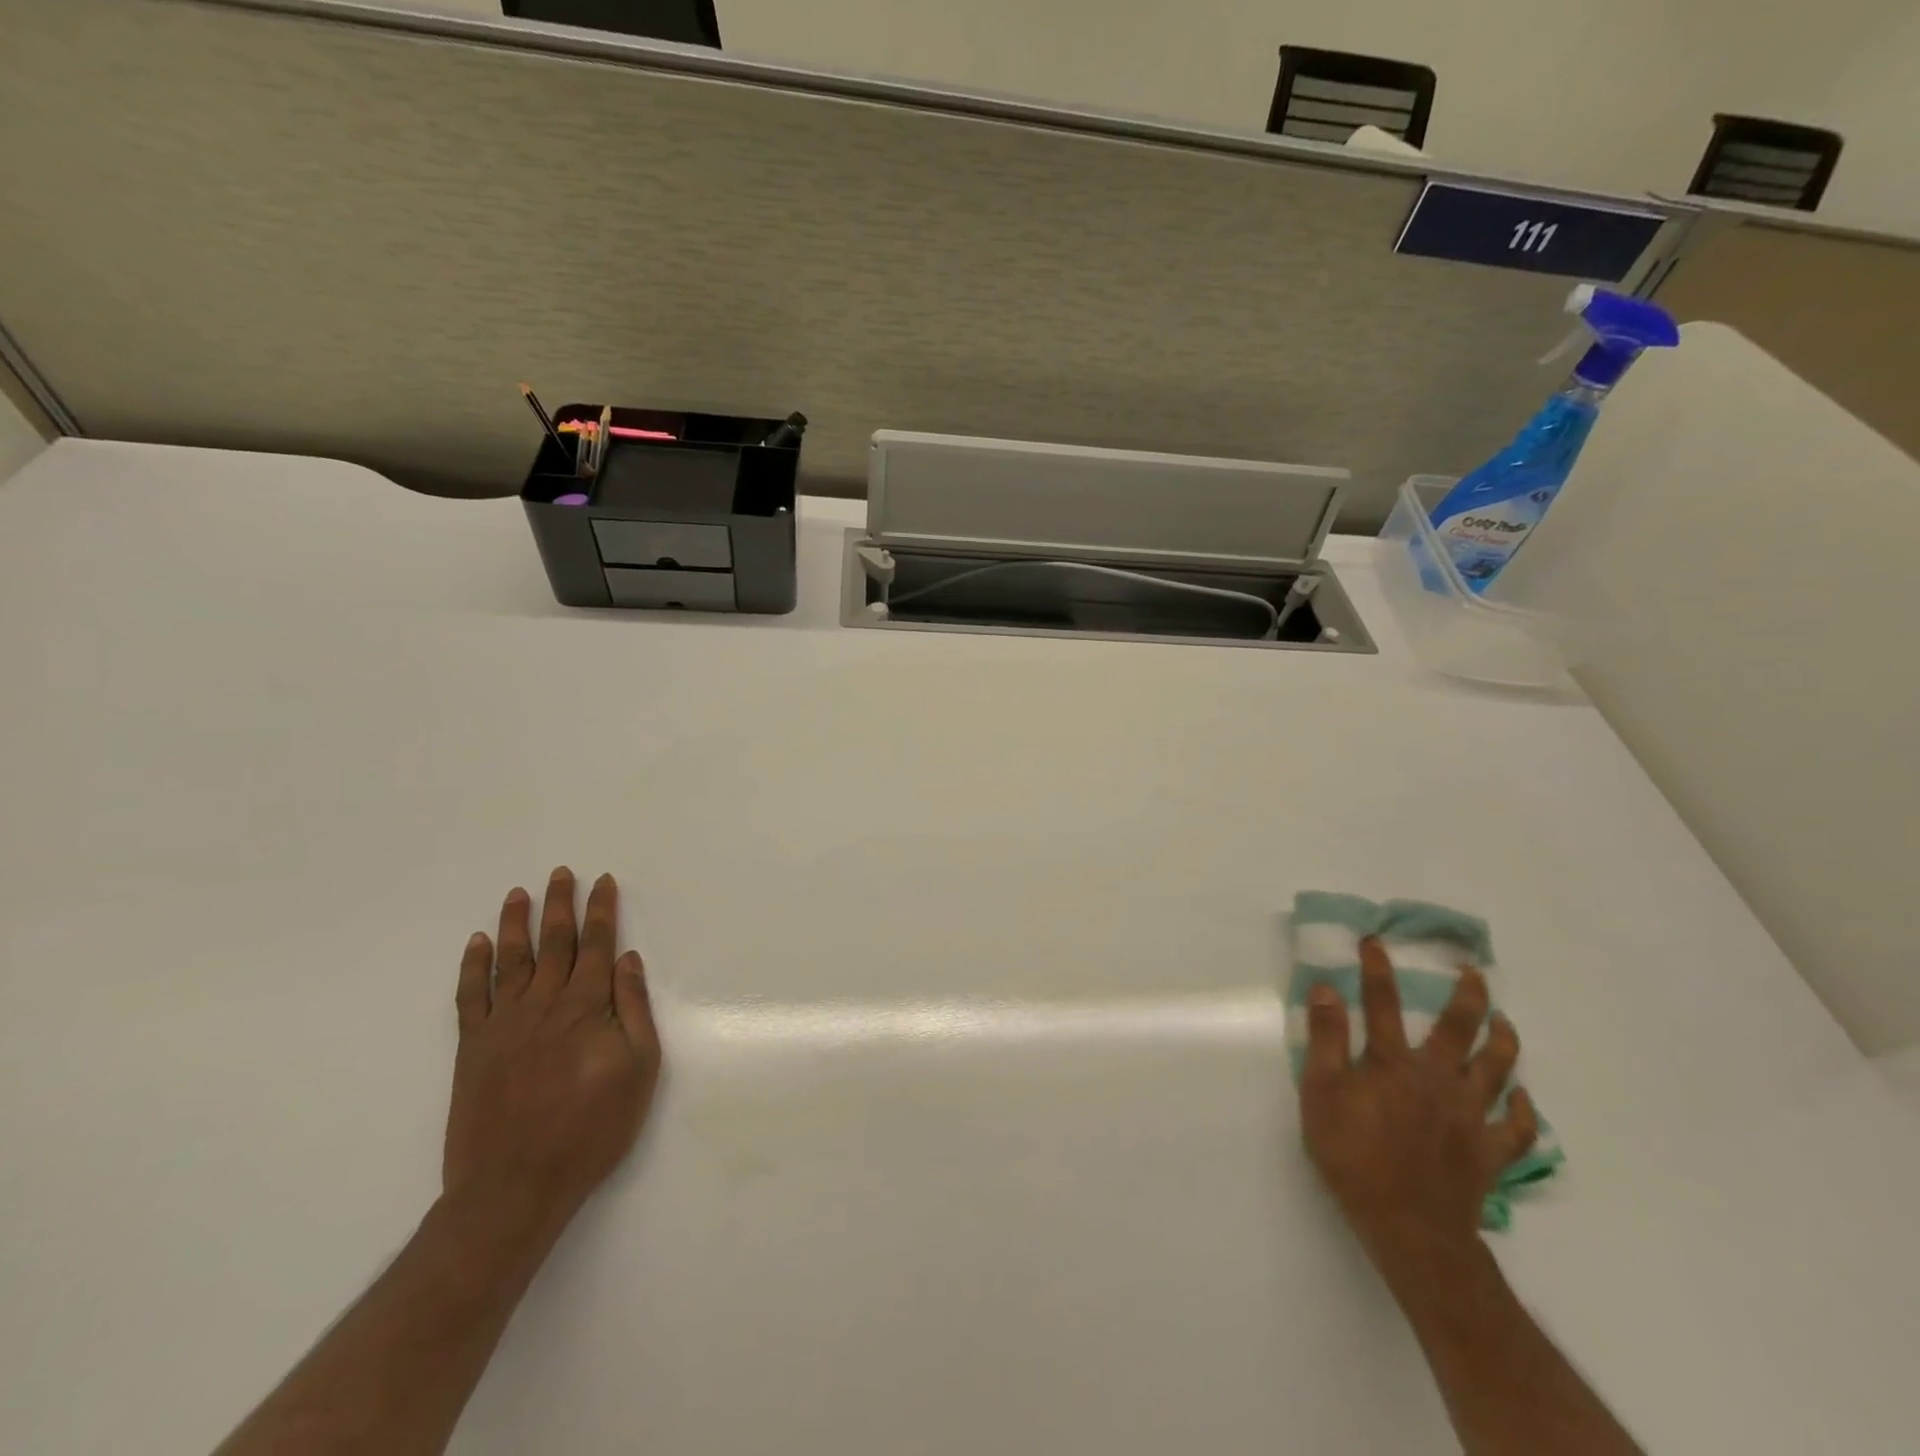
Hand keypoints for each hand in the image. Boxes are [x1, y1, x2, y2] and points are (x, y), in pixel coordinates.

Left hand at [443, 868, 661, 1230]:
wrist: (514, 1186)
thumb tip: (627, 960)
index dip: (602, 911)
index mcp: (586, 1007)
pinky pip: (470, 996)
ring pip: (511, 960)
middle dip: (561, 905)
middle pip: (555, 943)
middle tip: (561, 873)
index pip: (598, 945)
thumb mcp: (638, 1070)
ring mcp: (503, 1024)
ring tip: (519, 893)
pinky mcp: (472, 1048)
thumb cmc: (591, 1129)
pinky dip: (472, 967)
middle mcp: (543, 1004)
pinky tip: (477, 943)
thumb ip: (633, 1010)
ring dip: (516, 923)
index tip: (603, 882)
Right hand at [1298, 937, 1536, 1268]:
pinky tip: (1523, 1096)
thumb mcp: (1320, 1092)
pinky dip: (1524, 1110)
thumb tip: (1326, 989)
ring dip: (1503, 1041)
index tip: (1375, 941)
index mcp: (1393, 1063)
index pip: (1381, 1003)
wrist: (1408, 1226)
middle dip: (1467, 996)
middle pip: (1457, 1029)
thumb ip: (1325, 1039)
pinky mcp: (1490, 1152)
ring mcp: (1470, 1115)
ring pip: (1496, 1070)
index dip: (1377, 969)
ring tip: (1505, 1021)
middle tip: (1474, 974)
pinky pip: (1516, 1127)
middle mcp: (1437, 1078)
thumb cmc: (1353, 1154)